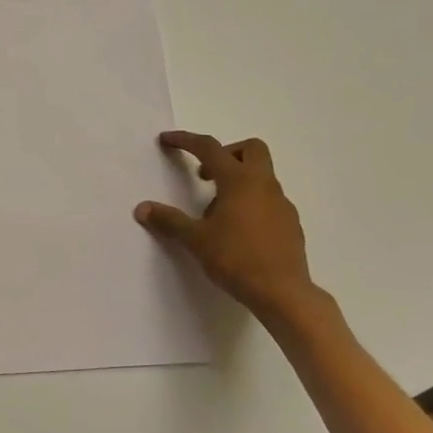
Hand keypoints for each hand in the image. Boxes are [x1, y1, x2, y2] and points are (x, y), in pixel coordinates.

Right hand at [135, 132, 318, 322]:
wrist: (283, 293)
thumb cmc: (236, 259)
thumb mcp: (196, 239)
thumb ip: (169, 220)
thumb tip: (142, 208)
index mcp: (239, 181)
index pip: (210, 148)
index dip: (186, 140)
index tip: (167, 140)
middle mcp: (264, 185)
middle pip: (250, 149)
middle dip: (226, 153)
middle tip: (205, 176)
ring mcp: (282, 204)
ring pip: (261, 176)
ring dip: (237, 181)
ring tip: (216, 213)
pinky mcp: (290, 223)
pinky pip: (269, 200)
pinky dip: (251, 202)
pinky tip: (238, 230)